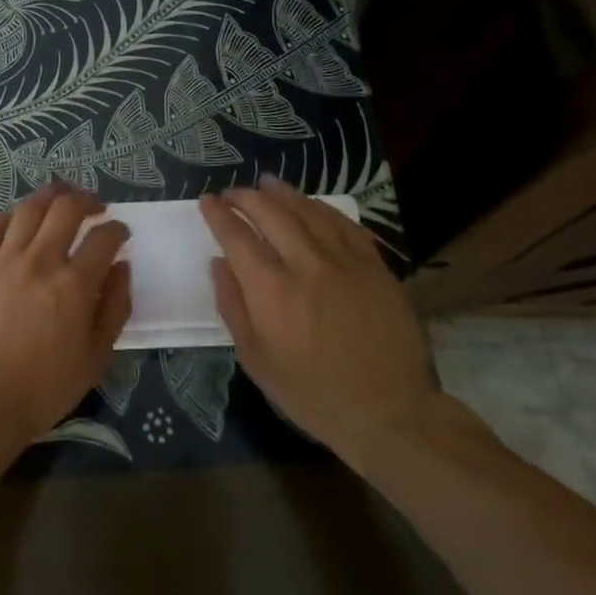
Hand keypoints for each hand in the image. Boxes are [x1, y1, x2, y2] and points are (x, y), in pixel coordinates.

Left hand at [0, 184, 131, 454]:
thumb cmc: (44, 388)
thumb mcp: (96, 357)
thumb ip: (114, 307)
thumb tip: (121, 267)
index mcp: (74, 284)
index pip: (104, 238)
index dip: (117, 229)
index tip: (120, 232)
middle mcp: (39, 261)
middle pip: (66, 208)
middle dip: (87, 199)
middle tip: (95, 206)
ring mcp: (2, 260)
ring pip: (28, 208)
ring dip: (50, 196)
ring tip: (60, 198)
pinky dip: (10, 217)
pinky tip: (18, 220)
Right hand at [199, 176, 438, 462]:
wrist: (388, 410)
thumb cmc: (312, 393)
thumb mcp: (256, 360)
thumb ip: (233, 306)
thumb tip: (219, 263)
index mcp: (271, 290)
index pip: (237, 236)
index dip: (218, 214)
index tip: (207, 202)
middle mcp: (306, 263)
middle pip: (271, 212)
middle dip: (246, 197)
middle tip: (232, 193)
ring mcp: (345, 260)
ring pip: (308, 210)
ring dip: (283, 193)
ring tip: (266, 184)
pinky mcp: (375, 265)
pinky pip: (344, 223)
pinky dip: (322, 208)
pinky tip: (312, 205)